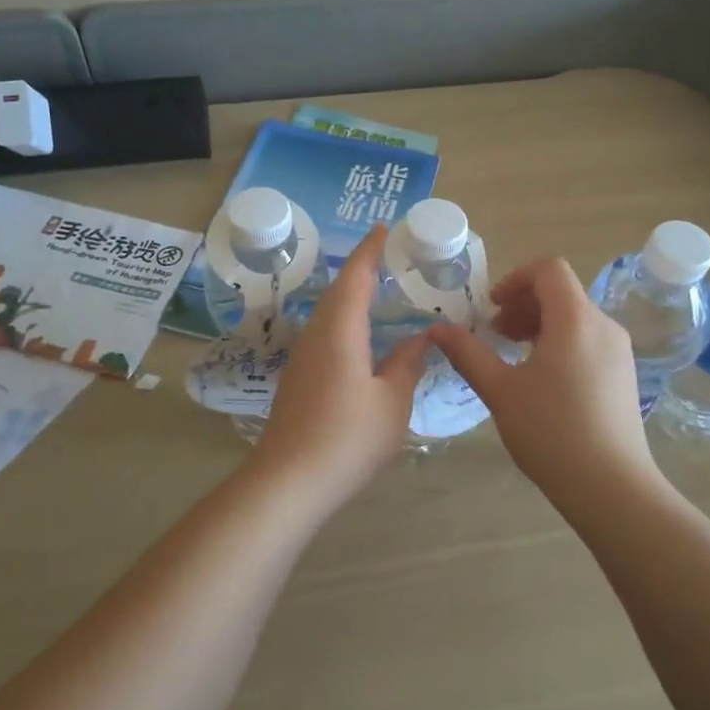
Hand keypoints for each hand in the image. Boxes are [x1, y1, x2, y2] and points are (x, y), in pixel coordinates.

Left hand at [248, 224, 426, 507]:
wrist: (289, 481)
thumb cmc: (348, 437)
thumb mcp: (392, 402)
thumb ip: (407, 364)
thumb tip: (420, 338)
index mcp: (341, 330)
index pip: (356, 276)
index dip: (370, 250)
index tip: (384, 227)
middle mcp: (317, 334)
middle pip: (338, 290)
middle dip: (361, 269)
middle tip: (388, 257)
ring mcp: (302, 357)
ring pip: (328, 313)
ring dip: (351, 295)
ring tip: (378, 291)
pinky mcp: (297, 378)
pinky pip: (325, 333)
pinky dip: (345, 321)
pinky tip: (360, 337)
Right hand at [428, 257, 656, 501]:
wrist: (611, 487)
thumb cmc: (551, 432)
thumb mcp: (501, 391)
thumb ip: (468, 354)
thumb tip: (436, 329)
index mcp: (575, 319)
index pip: (549, 269)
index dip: (515, 278)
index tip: (491, 307)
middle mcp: (604, 325)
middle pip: (562, 292)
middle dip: (523, 304)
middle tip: (494, 334)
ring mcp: (619, 351)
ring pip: (575, 317)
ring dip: (539, 324)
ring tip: (513, 356)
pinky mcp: (624, 374)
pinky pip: (588, 340)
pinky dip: (560, 342)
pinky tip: (542, 379)